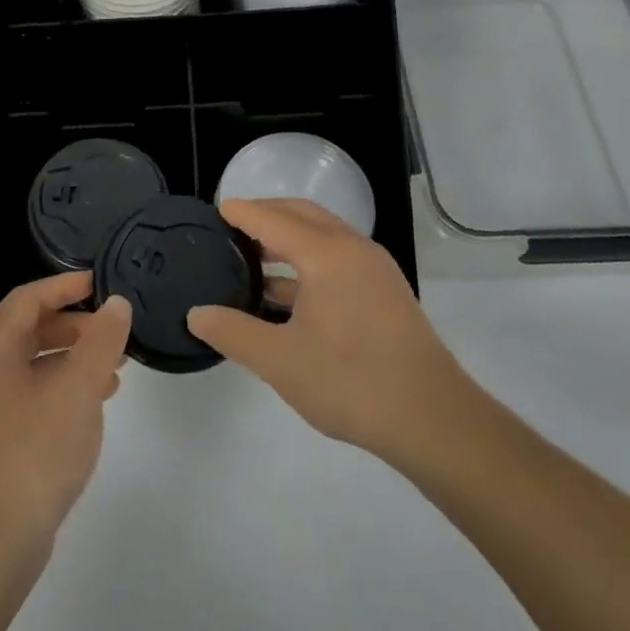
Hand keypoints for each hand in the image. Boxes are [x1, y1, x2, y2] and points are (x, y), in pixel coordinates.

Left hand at [0, 272, 130, 555]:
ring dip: (74, 358)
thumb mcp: (77, 390)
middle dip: (76, 325)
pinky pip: (32, 392)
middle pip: (30, 328)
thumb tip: (116, 305)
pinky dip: (63, 387)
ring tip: (116, 369)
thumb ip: (100, 341)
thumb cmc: (33, 452)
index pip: (29, 298)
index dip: (67, 285)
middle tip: (115, 333)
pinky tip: (95, 403)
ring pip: (33, 362)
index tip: (103, 283)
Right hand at [187, 199, 476, 465]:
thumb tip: (197, 314)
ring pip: (323, 236)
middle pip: (302, 215)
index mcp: (326, 253)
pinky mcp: (385, 292)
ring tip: (252, 259)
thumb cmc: (351, 382)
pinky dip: (308, 261)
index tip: (216, 210)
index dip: (242, 212)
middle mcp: (353, 249)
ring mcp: (374, 269)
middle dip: (266, 215)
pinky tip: (287, 294)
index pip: (273, 219)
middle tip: (231, 228)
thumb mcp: (279, 360)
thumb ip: (233, 332)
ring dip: (288, 239)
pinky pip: (338, 258)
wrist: (432, 419)